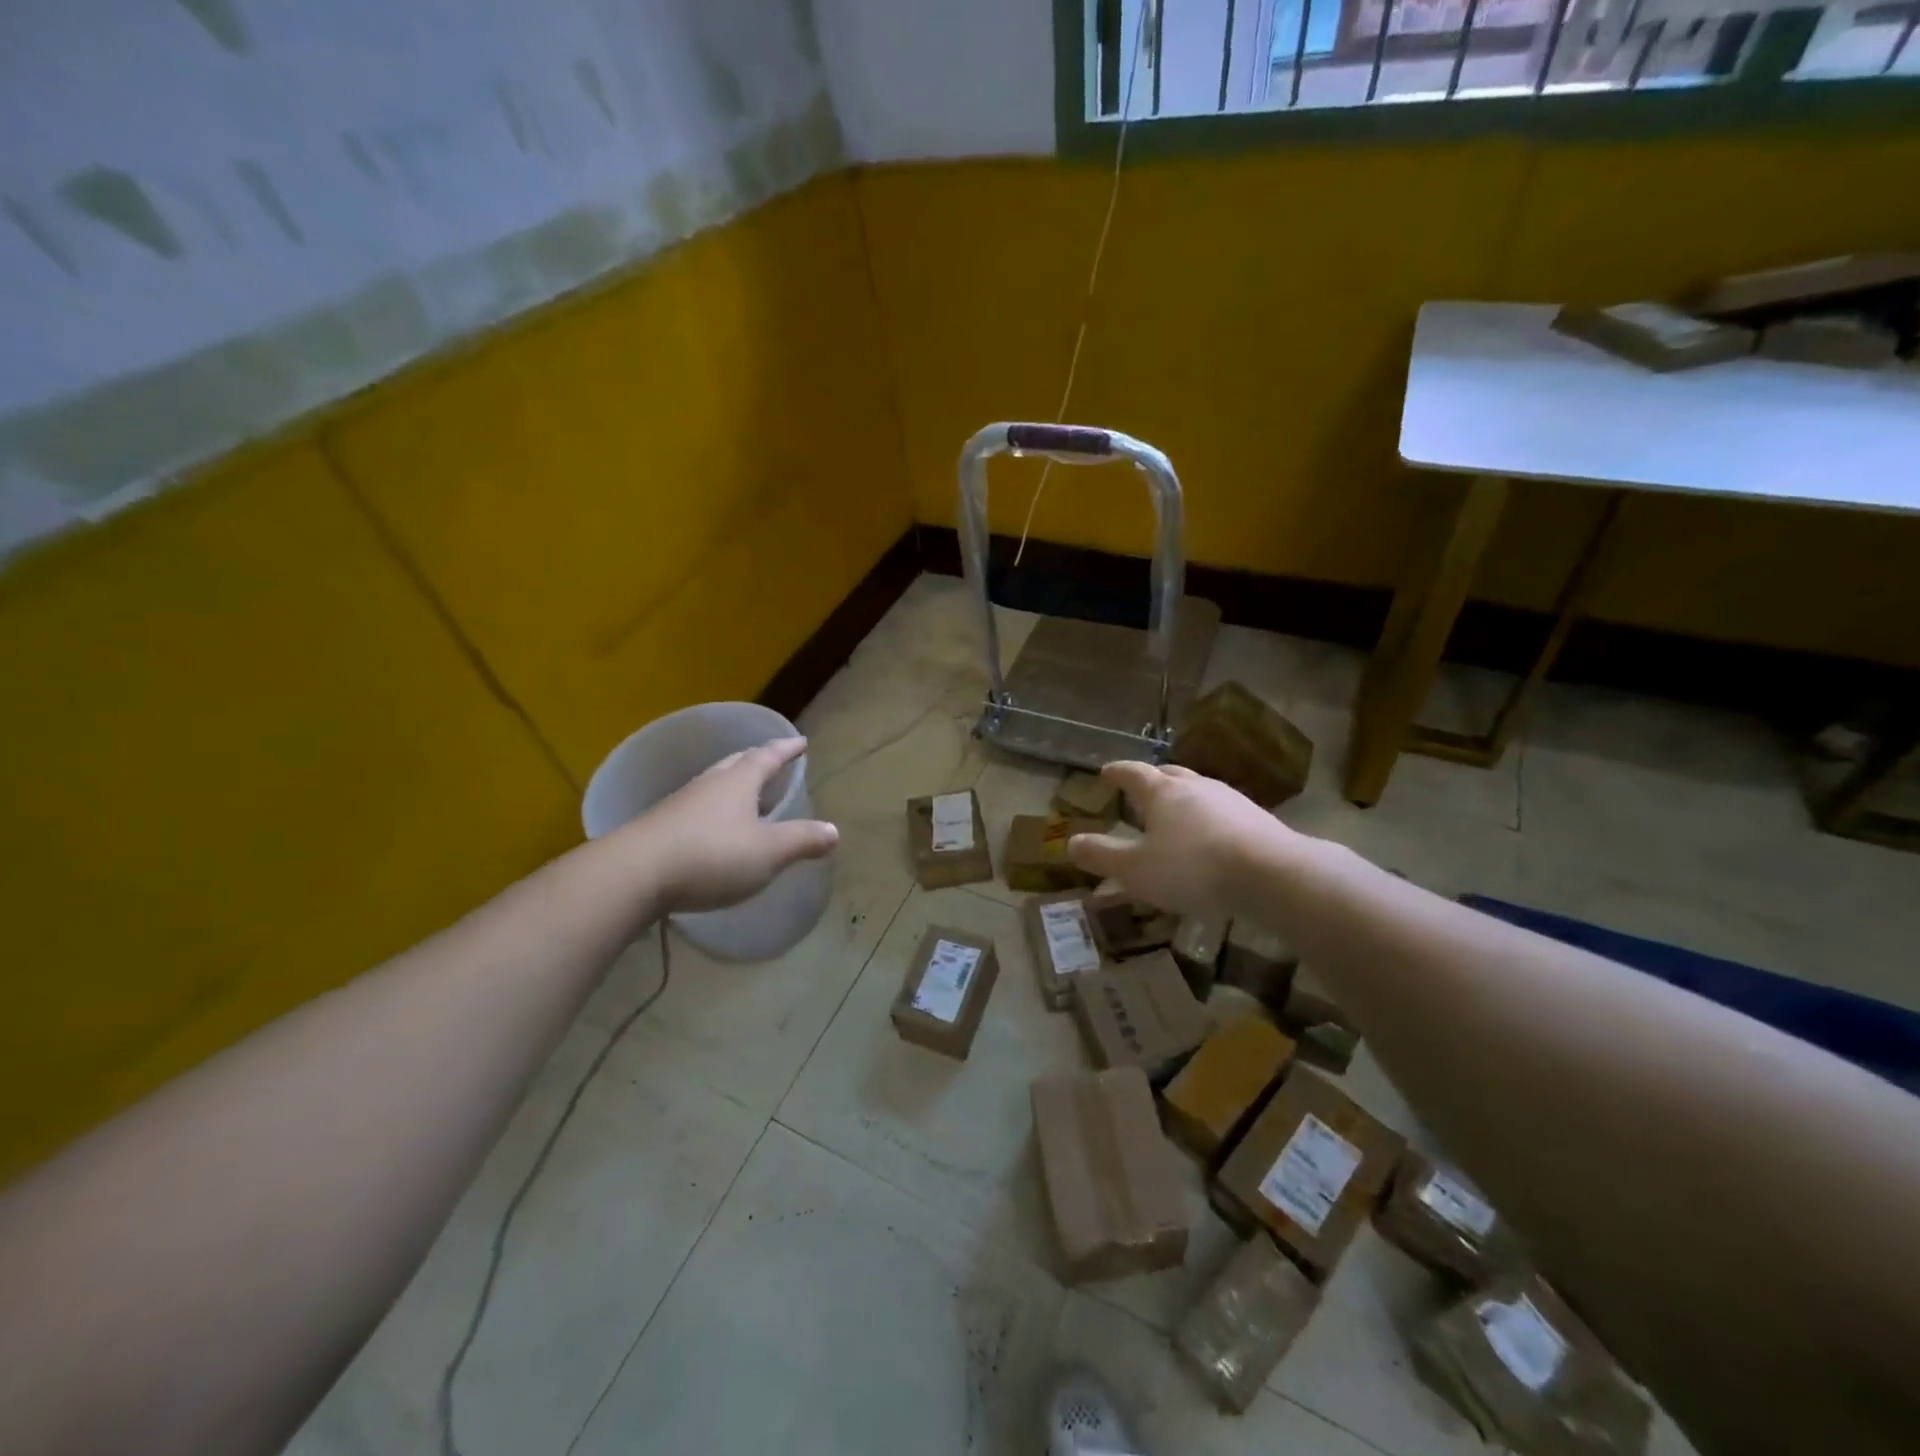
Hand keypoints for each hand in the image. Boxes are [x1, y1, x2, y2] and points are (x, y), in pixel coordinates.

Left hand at [614, 737, 838, 913]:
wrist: (634, 874)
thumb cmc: (711, 856)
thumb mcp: (768, 852)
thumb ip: (802, 840)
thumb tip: (834, 830)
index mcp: (739, 781)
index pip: (768, 756)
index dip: (786, 750)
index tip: (801, 742)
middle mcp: (709, 784)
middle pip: (736, 763)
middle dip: (756, 760)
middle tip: (771, 761)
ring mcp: (681, 803)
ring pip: (713, 784)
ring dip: (732, 784)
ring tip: (745, 793)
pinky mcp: (661, 827)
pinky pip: (696, 808)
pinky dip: (713, 809)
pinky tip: (713, 827)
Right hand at [1067, 761, 1294, 919]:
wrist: (1273, 875)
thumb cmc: (1193, 868)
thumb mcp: (1136, 869)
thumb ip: (1102, 856)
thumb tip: (1071, 843)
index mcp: (1162, 793)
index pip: (1133, 773)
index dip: (1117, 772)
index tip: (1105, 772)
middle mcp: (1195, 787)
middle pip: (1168, 774)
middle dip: (1151, 779)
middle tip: (1139, 787)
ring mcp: (1230, 800)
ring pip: (1198, 790)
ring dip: (1181, 798)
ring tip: (1174, 813)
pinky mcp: (1256, 819)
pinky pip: (1221, 811)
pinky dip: (1207, 818)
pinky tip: (1209, 837)